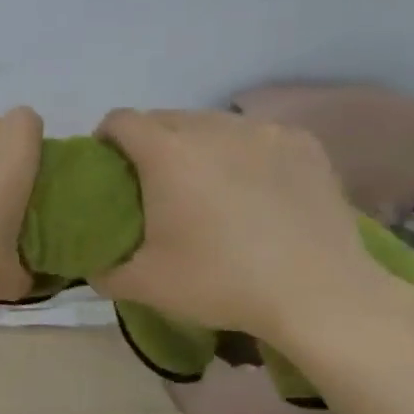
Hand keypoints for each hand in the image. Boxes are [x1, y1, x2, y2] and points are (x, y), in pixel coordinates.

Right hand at [94, 109, 377, 338]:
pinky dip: (242, 152)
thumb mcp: (145, 285)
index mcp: (167, 153)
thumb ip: (104, 271)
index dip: (106, 139)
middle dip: (150, 142)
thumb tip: (92, 265)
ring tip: (207, 184)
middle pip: (165, 117)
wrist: (321, 295)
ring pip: (211, 123)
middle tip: (155, 183)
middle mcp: (211, 128)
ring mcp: (262, 131)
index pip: (120, 121)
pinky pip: (255, 135)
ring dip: (197, 144)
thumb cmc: (222, 282)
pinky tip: (254, 188)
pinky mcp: (302, 143)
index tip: (110, 168)